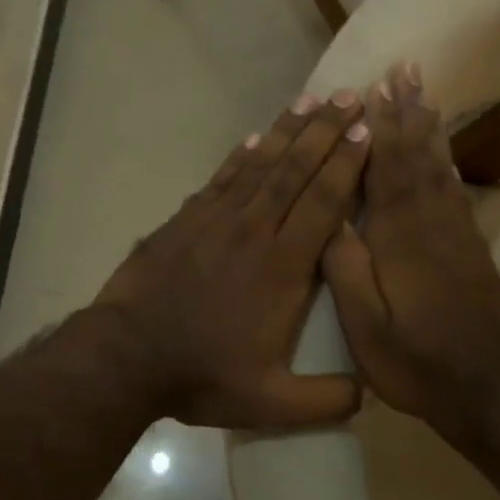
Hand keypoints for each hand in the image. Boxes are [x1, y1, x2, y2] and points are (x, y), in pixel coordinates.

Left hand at [94, 91, 370, 429]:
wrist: (128, 355)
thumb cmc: (203, 374)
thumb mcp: (271, 402)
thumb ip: (326, 398)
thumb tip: (371, 392)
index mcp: (283, 267)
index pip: (323, 203)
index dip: (347, 165)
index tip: (367, 131)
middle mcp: (254, 231)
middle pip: (296, 171)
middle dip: (326, 132)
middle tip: (351, 96)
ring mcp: (216, 220)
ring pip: (260, 166)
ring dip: (287, 131)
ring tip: (311, 100)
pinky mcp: (185, 220)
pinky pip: (221, 179)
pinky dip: (240, 156)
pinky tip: (254, 137)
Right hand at [322, 63, 499, 447]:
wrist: (487, 391)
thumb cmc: (415, 360)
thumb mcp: (366, 326)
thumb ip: (347, 269)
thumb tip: (331, 219)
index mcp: (401, 239)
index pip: (387, 171)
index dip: (381, 127)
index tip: (375, 88)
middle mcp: (432, 225)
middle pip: (418, 158)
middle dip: (409, 113)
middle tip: (406, 70)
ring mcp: (458, 236)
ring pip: (441, 170)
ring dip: (431, 130)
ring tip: (425, 96)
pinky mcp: (474, 250)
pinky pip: (457, 194)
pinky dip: (448, 164)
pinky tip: (445, 153)